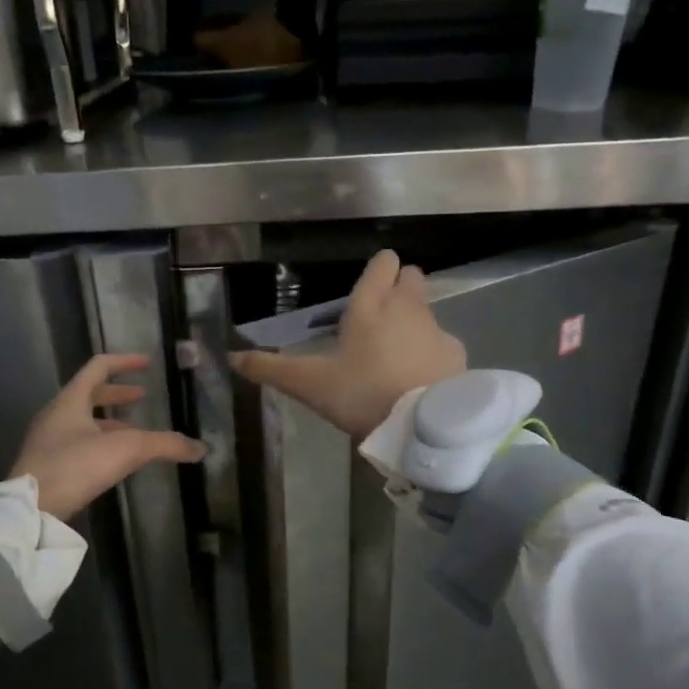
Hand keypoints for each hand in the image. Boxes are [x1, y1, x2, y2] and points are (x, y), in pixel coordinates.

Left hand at [11, 353, 205, 520]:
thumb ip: (166, 445)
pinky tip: (114, 460)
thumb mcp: (127, 450)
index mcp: (70, 400)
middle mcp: (56, 415)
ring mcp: (48, 441)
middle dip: (118, 394)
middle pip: (89, 395)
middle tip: (143, 397)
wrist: (31, 509)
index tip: (148, 363)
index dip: (124, 362)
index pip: (98, 367)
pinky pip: (78, 443)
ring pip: (83, 421)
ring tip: (135, 432)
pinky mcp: (47, 466)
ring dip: (110, 421)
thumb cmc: (75, 466)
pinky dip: (100, 443)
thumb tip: (202, 448)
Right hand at [230, 250, 465, 438]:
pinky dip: (432, 351)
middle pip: (411, 277)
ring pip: (427, 309)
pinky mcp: (456, 354)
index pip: (383, 263)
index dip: (378, 271)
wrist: (420, 426)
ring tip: (397, 354)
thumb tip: (232, 357)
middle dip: (399, 288)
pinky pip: (442, 342)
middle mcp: (407, 307)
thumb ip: (271, 369)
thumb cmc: (361, 395)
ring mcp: (436, 329)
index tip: (367, 290)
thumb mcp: (309, 385)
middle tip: (380, 319)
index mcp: (371, 305)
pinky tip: (420, 377)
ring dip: (415, 321)